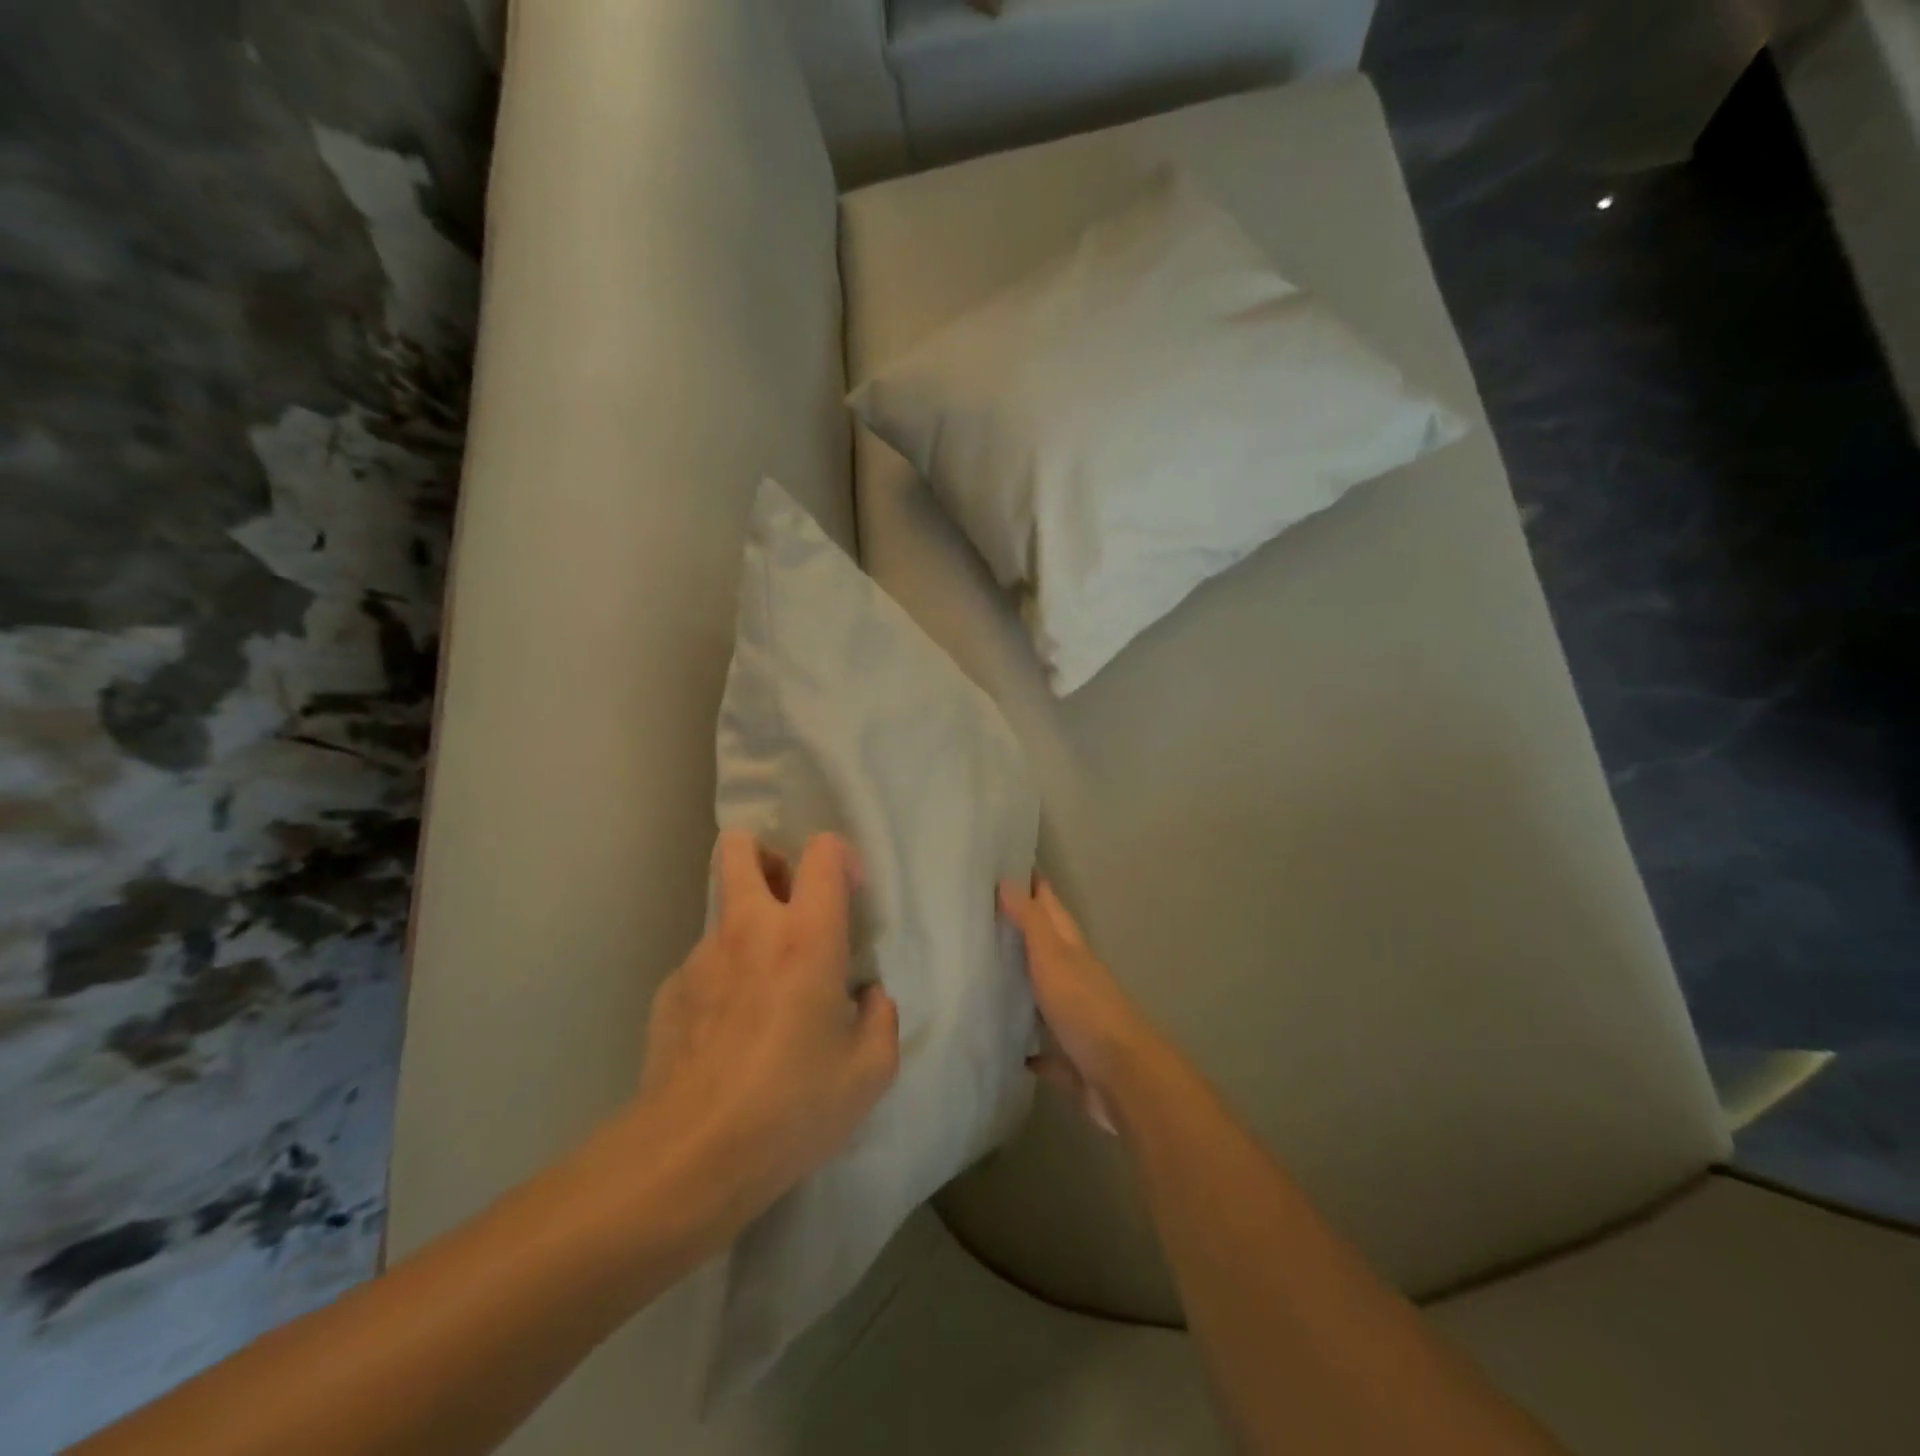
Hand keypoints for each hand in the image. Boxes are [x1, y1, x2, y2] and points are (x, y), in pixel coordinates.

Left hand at [633, 831, 899, 1237]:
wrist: (689, 1157)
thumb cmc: (792, 1107)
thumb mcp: (869, 1072)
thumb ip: (881, 1019)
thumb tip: (868, 997)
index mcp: (807, 936)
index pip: (821, 852)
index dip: (839, 857)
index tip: (848, 896)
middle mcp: (751, 928)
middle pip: (740, 847)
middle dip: (765, 856)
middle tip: (787, 898)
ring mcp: (701, 955)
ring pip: (724, 909)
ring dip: (748, 926)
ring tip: (762, 990)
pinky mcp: (669, 988)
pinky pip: (703, 963)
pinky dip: (722, 978)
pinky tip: (727, 1033)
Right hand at [998, 877, 1163, 1135]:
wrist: (1124, 1080)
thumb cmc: (1086, 1009)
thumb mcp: (1053, 957)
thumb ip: (1030, 921)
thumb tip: (1007, 879)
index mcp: (1073, 952)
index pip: (1053, 910)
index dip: (1036, 888)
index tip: (1013, 865)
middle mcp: (1077, 981)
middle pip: (1050, 949)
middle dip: (1026, 932)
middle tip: (990, 917)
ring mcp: (1077, 1021)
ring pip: (1047, 996)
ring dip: (1027, 986)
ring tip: (991, 976)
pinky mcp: (1073, 1061)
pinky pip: (1049, 1050)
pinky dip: (1033, 1047)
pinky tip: (1013, 1049)